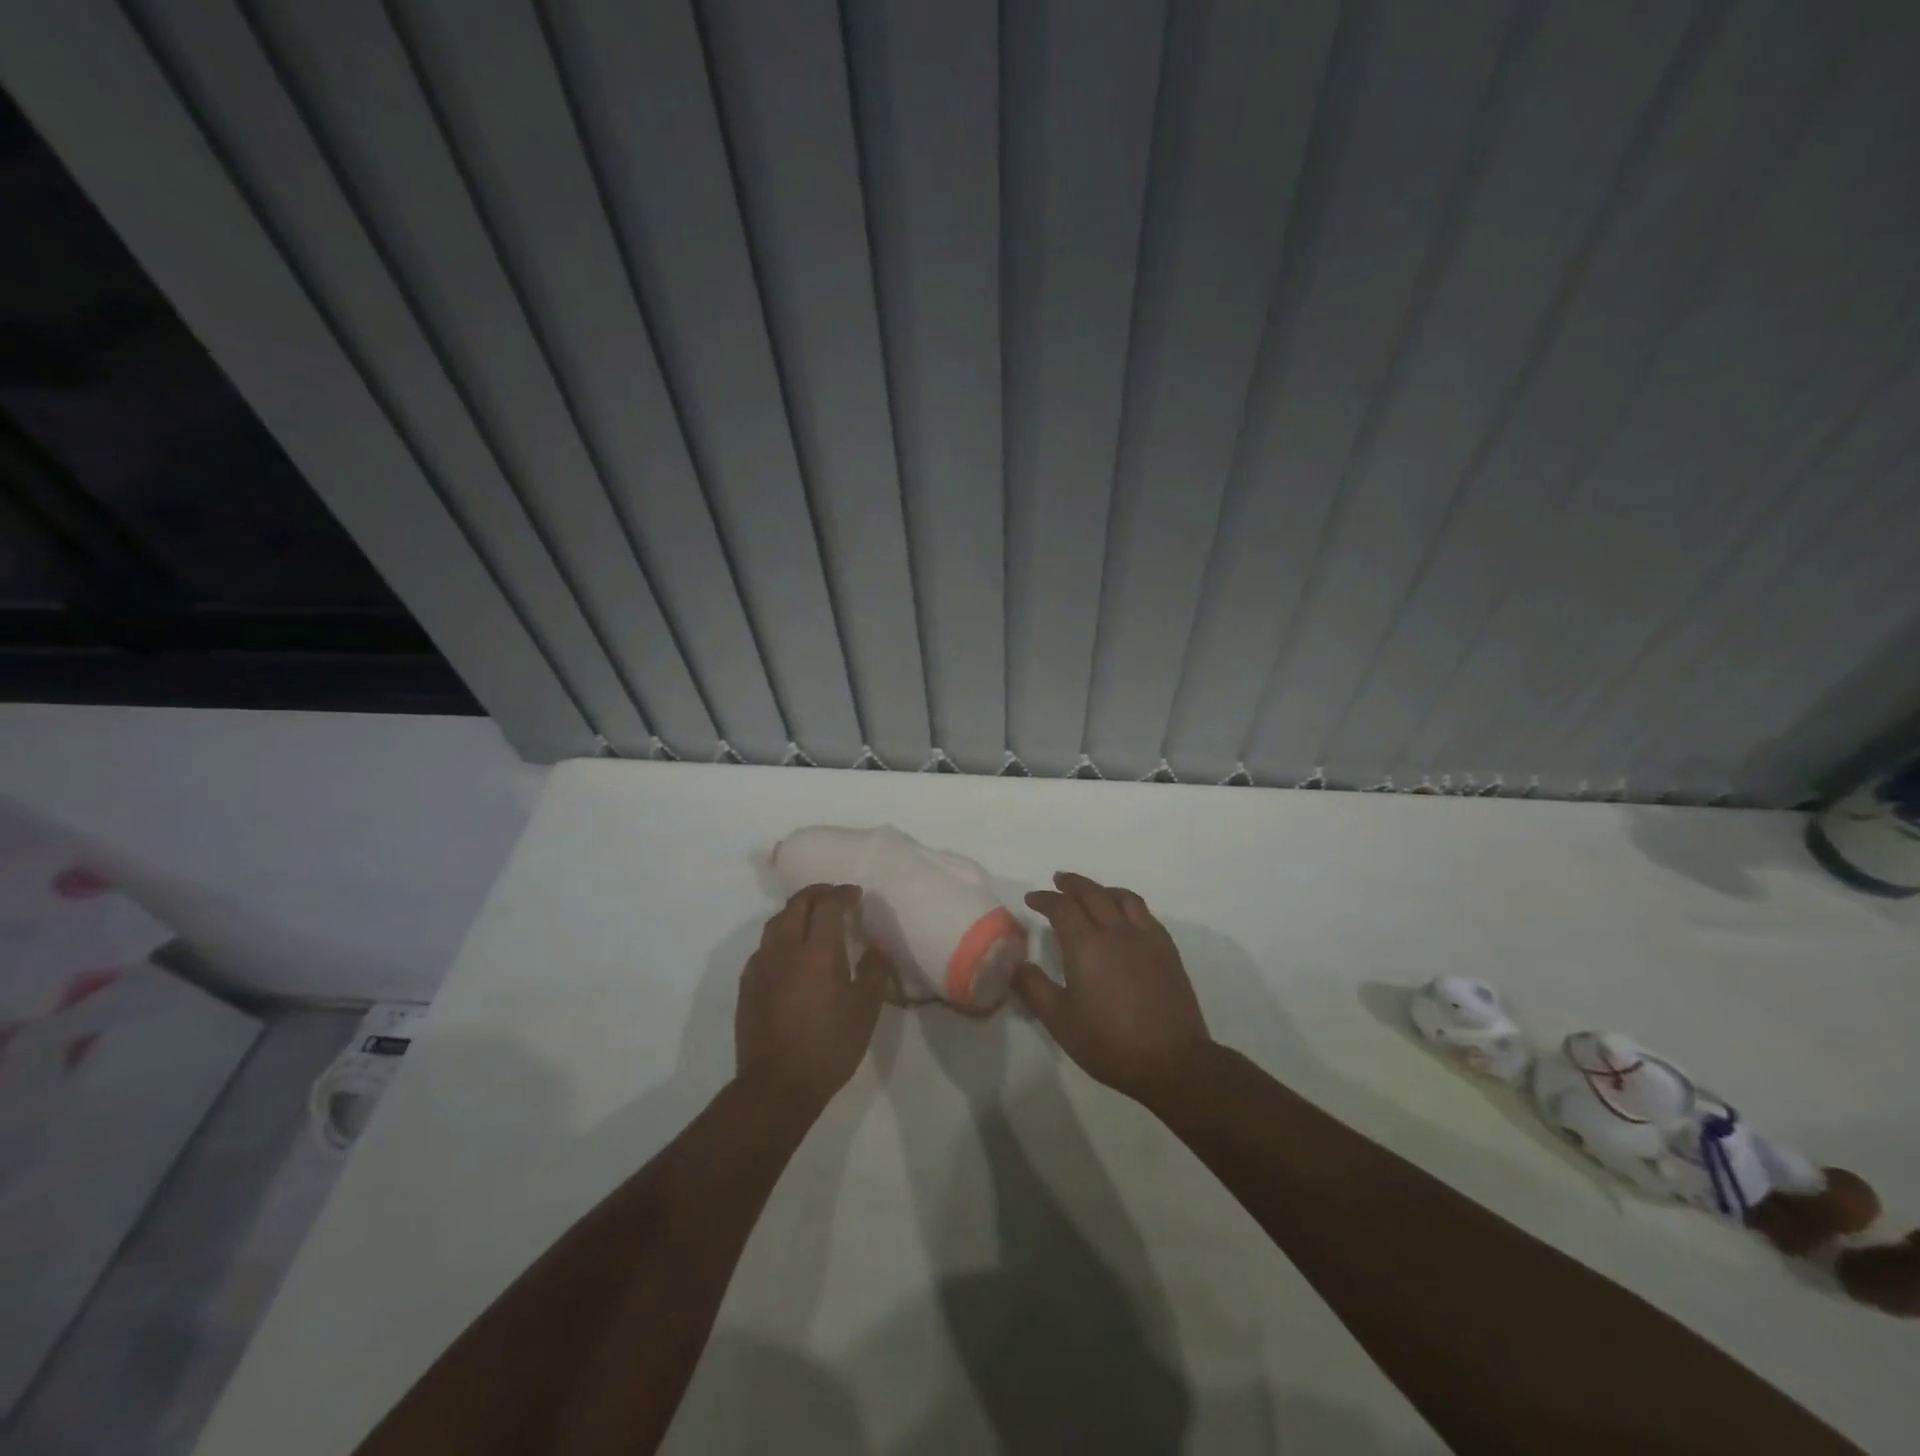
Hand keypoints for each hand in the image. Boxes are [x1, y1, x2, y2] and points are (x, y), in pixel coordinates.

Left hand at [736, 884, 889, 1106]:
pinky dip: (780, 936)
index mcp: (819, 951)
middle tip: (833, 896)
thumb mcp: (865, 1010)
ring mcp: (762, 965)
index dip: (843, 894)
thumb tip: (876, 947)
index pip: (828, 905)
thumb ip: (874, 971)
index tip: (855, 895)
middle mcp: (786, 949)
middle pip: (797, 904)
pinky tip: (789, 951)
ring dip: (796, 911)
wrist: (777, 1085)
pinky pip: (764, 946)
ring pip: (776, 922)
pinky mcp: (747, 984)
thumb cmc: (830, 1046)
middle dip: (817, 894)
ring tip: (811, 916)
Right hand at [1014, 872, 1213, 1104]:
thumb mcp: (1060, 1021)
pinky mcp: (1167, 950)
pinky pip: (1145, 913)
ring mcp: (1146, 938)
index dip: (1044, 899)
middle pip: (1092, 893)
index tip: (1032, 899)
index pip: (1061, 907)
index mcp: (1086, 945)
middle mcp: (1116, 931)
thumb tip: (1015, 964)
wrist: (1172, 1061)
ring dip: (1102, 889)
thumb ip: (1034, 988)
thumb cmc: (1109, 1042)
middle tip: (1058, 881)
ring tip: (1092, 892)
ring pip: (1122, 897)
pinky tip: (1125, 917)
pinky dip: (1128, 904)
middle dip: (1072, 884)